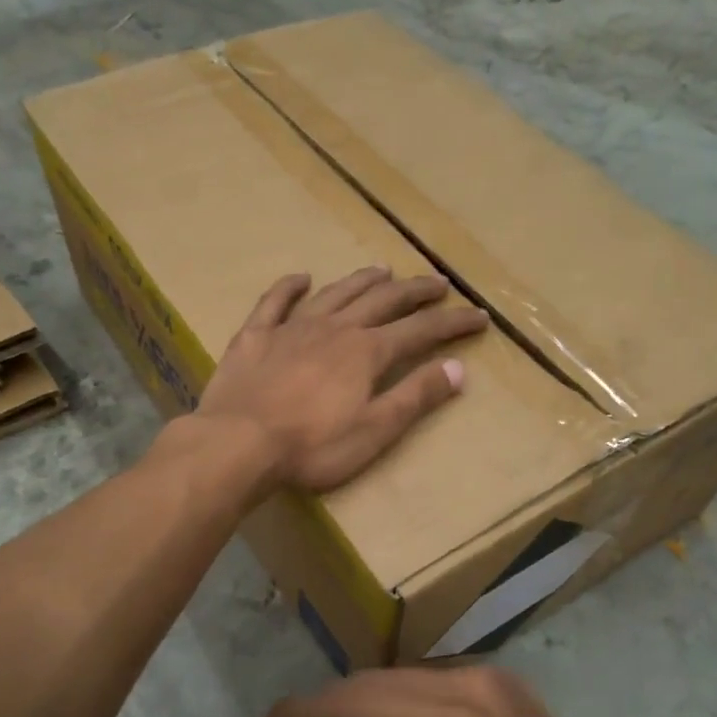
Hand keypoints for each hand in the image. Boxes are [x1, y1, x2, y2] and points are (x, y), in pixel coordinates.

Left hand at [198, 267, 487, 491]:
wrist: (238, 443)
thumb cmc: (312, 446)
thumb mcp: (375, 430)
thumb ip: (416, 397)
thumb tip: (458, 368)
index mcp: (367, 352)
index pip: (421, 331)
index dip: (452, 323)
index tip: (478, 315)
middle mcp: (335, 329)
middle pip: (382, 301)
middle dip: (414, 291)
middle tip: (437, 283)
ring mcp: (292, 328)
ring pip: (335, 293)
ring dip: (362, 281)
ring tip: (382, 270)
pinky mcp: (255, 336)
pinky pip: (275, 302)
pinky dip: (289, 286)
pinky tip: (301, 277)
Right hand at [259, 666, 667, 716]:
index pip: (355, 703)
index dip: (303, 710)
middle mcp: (465, 684)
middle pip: (372, 681)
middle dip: (335, 709)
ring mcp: (485, 672)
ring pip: (397, 675)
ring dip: (372, 708)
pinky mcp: (497, 673)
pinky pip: (426, 677)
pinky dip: (404, 703)